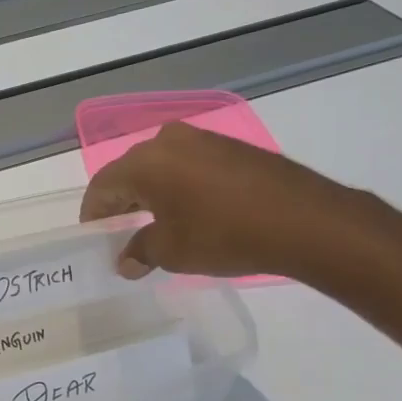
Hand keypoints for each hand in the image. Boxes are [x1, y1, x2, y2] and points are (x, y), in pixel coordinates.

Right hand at [79, 122, 364, 278]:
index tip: (94, 237)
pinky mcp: (232, 147)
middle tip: (120, 231)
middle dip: (122, 201)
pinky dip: (181, 185)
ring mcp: (203, 139)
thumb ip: (140, 251)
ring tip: (156, 222)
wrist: (307, 221)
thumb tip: (126, 261)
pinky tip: (191, 209)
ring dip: (153, 192)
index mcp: (144, 163)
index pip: (102, 187)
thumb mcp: (173, 251)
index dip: (94, 214)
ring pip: (161, 166)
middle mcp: (167, 141)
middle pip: (130, 172)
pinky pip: (190, 164)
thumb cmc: (225, 235)